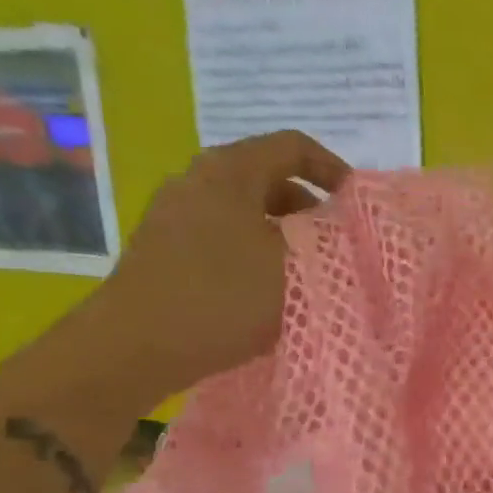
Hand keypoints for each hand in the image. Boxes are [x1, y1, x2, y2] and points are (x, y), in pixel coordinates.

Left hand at [71, 132, 349, 409]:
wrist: (137, 346)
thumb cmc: (225, 296)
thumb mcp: (294, 265)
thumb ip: (326, 239)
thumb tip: (341, 228)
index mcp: (229, 170)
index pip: (293, 146)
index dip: (332, 168)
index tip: (356, 205)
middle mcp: (196, 179)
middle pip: (268, 177)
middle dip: (310, 207)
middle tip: (336, 241)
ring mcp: (174, 214)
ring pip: (245, 210)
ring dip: (283, 233)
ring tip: (308, 270)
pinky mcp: (165, 248)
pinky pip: (223, 235)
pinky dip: (254, 250)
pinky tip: (267, 289)